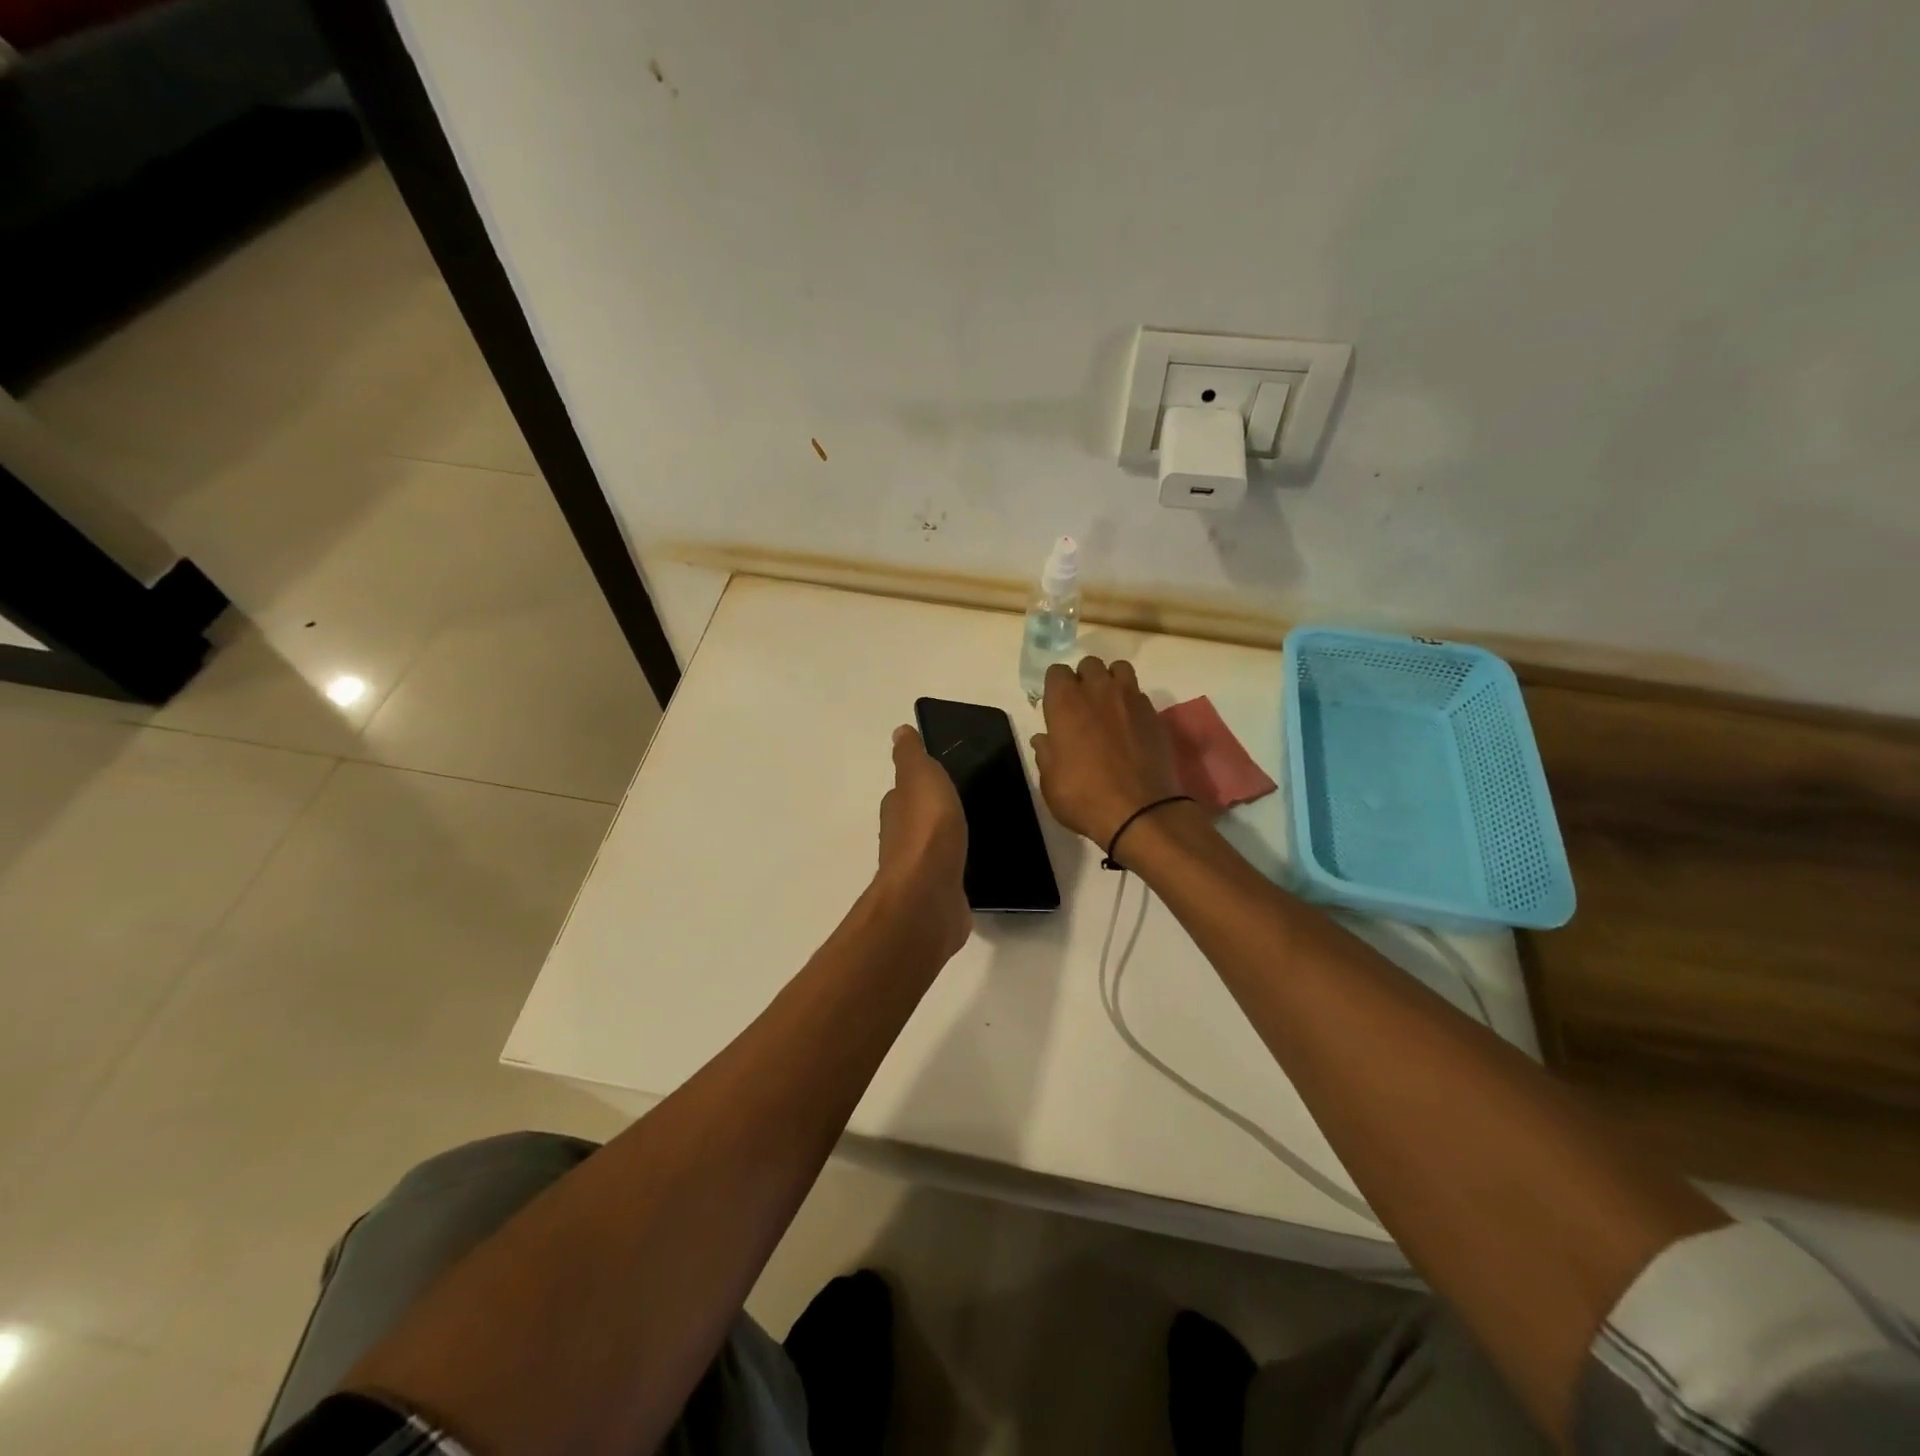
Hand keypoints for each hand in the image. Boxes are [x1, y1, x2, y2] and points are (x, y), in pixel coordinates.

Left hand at [874, 725, 970, 957]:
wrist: (928, 896)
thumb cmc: (926, 830)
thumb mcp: (920, 777)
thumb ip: (911, 757)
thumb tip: (899, 732)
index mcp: (896, 811)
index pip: (902, 793)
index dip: (914, 784)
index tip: (934, 778)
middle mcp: (900, 841)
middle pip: (913, 823)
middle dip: (928, 815)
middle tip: (955, 805)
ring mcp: (919, 872)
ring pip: (930, 851)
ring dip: (942, 844)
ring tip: (967, 835)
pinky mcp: (938, 897)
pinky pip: (947, 877)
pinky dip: (953, 871)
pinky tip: (969, 870)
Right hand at [1032, 657, 1181, 847]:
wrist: (1141, 812)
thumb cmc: (1084, 797)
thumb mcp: (1050, 782)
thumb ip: (1046, 754)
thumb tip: (1043, 739)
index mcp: (1066, 702)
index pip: (1056, 672)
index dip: (1055, 687)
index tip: (1055, 707)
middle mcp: (1098, 691)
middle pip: (1089, 664)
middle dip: (1084, 679)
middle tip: (1082, 706)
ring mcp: (1131, 700)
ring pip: (1120, 670)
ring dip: (1111, 682)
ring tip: (1109, 707)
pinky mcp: (1155, 715)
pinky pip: (1140, 695)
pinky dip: (1132, 704)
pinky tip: (1130, 728)